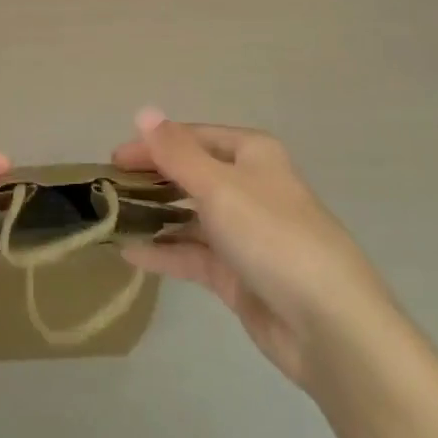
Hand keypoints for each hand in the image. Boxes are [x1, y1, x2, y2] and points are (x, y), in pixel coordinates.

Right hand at [114, 109, 387, 388]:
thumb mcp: (219, 186)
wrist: (329, 326)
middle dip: (151, 179)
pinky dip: (164, 252)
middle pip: (191, 174)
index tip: (113, 160)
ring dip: (154, 216)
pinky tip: (130, 254)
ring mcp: (244, 233)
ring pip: (189, 215)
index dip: (153, 144)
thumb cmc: (273, 236)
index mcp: (252, 154)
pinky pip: (193, 255)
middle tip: (107, 189)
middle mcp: (248, 187)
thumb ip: (176, 152)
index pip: (192, 137)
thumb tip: (144, 111)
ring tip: (110, 220)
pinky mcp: (238, 274)